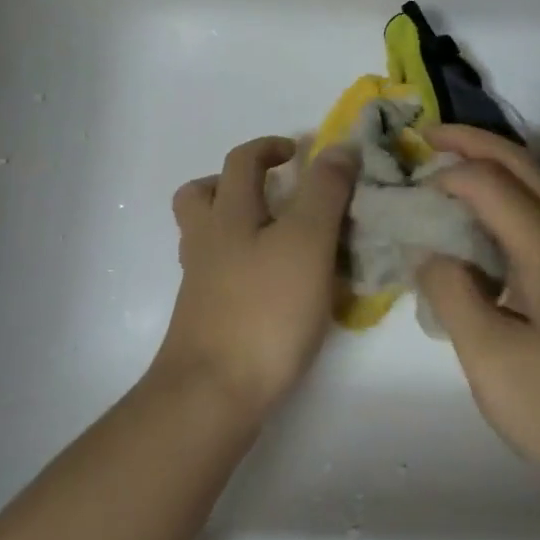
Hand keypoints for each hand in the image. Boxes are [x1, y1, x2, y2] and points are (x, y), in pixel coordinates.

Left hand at [152, 136, 357, 422]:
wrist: (213, 392)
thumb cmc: (265, 309)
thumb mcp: (307, 241)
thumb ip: (324, 192)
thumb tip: (338, 147)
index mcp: (228, 213)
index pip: (242, 160)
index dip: (271, 146)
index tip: (300, 152)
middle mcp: (206, 240)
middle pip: (202, 194)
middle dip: (235, 182)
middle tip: (274, 192)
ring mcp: (200, 281)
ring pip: (206, 235)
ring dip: (235, 222)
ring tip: (277, 236)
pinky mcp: (205, 315)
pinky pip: (218, 272)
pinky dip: (242, 264)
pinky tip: (274, 284)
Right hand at [416, 125, 539, 510]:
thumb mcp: (491, 356)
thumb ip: (452, 292)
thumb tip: (430, 251)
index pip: (488, 181)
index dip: (444, 175)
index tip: (403, 190)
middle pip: (521, 166)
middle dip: (473, 143)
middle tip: (425, 136)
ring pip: (532, 191)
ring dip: (490, 169)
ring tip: (445, 171)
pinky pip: (532, 224)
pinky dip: (499, 206)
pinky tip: (473, 235)